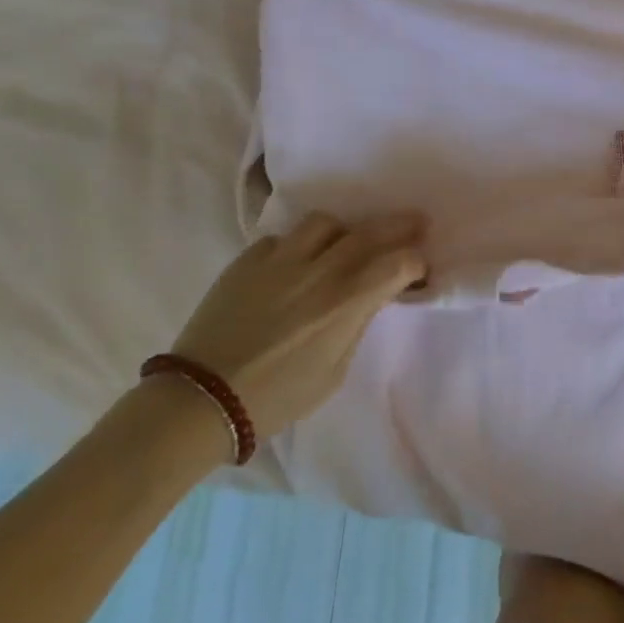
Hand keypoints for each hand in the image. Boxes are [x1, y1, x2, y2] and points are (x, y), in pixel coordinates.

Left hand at [169, 211, 426, 440]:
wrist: (202, 399)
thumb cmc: (277, 396)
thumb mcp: (335, 370)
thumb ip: (355, 324)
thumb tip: (367, 300)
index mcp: (347, 302)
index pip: (399, 262)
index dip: (417, 262)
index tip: (420, 268)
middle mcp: (320, 270)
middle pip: (371, 231)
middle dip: (400, 226)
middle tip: (415, 223)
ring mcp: (280, 260)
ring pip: (324, 223)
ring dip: (343, 231)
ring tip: (343, 244)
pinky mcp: (247, 261)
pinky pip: (281, 240)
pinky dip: (296, 247)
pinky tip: (293, 266)